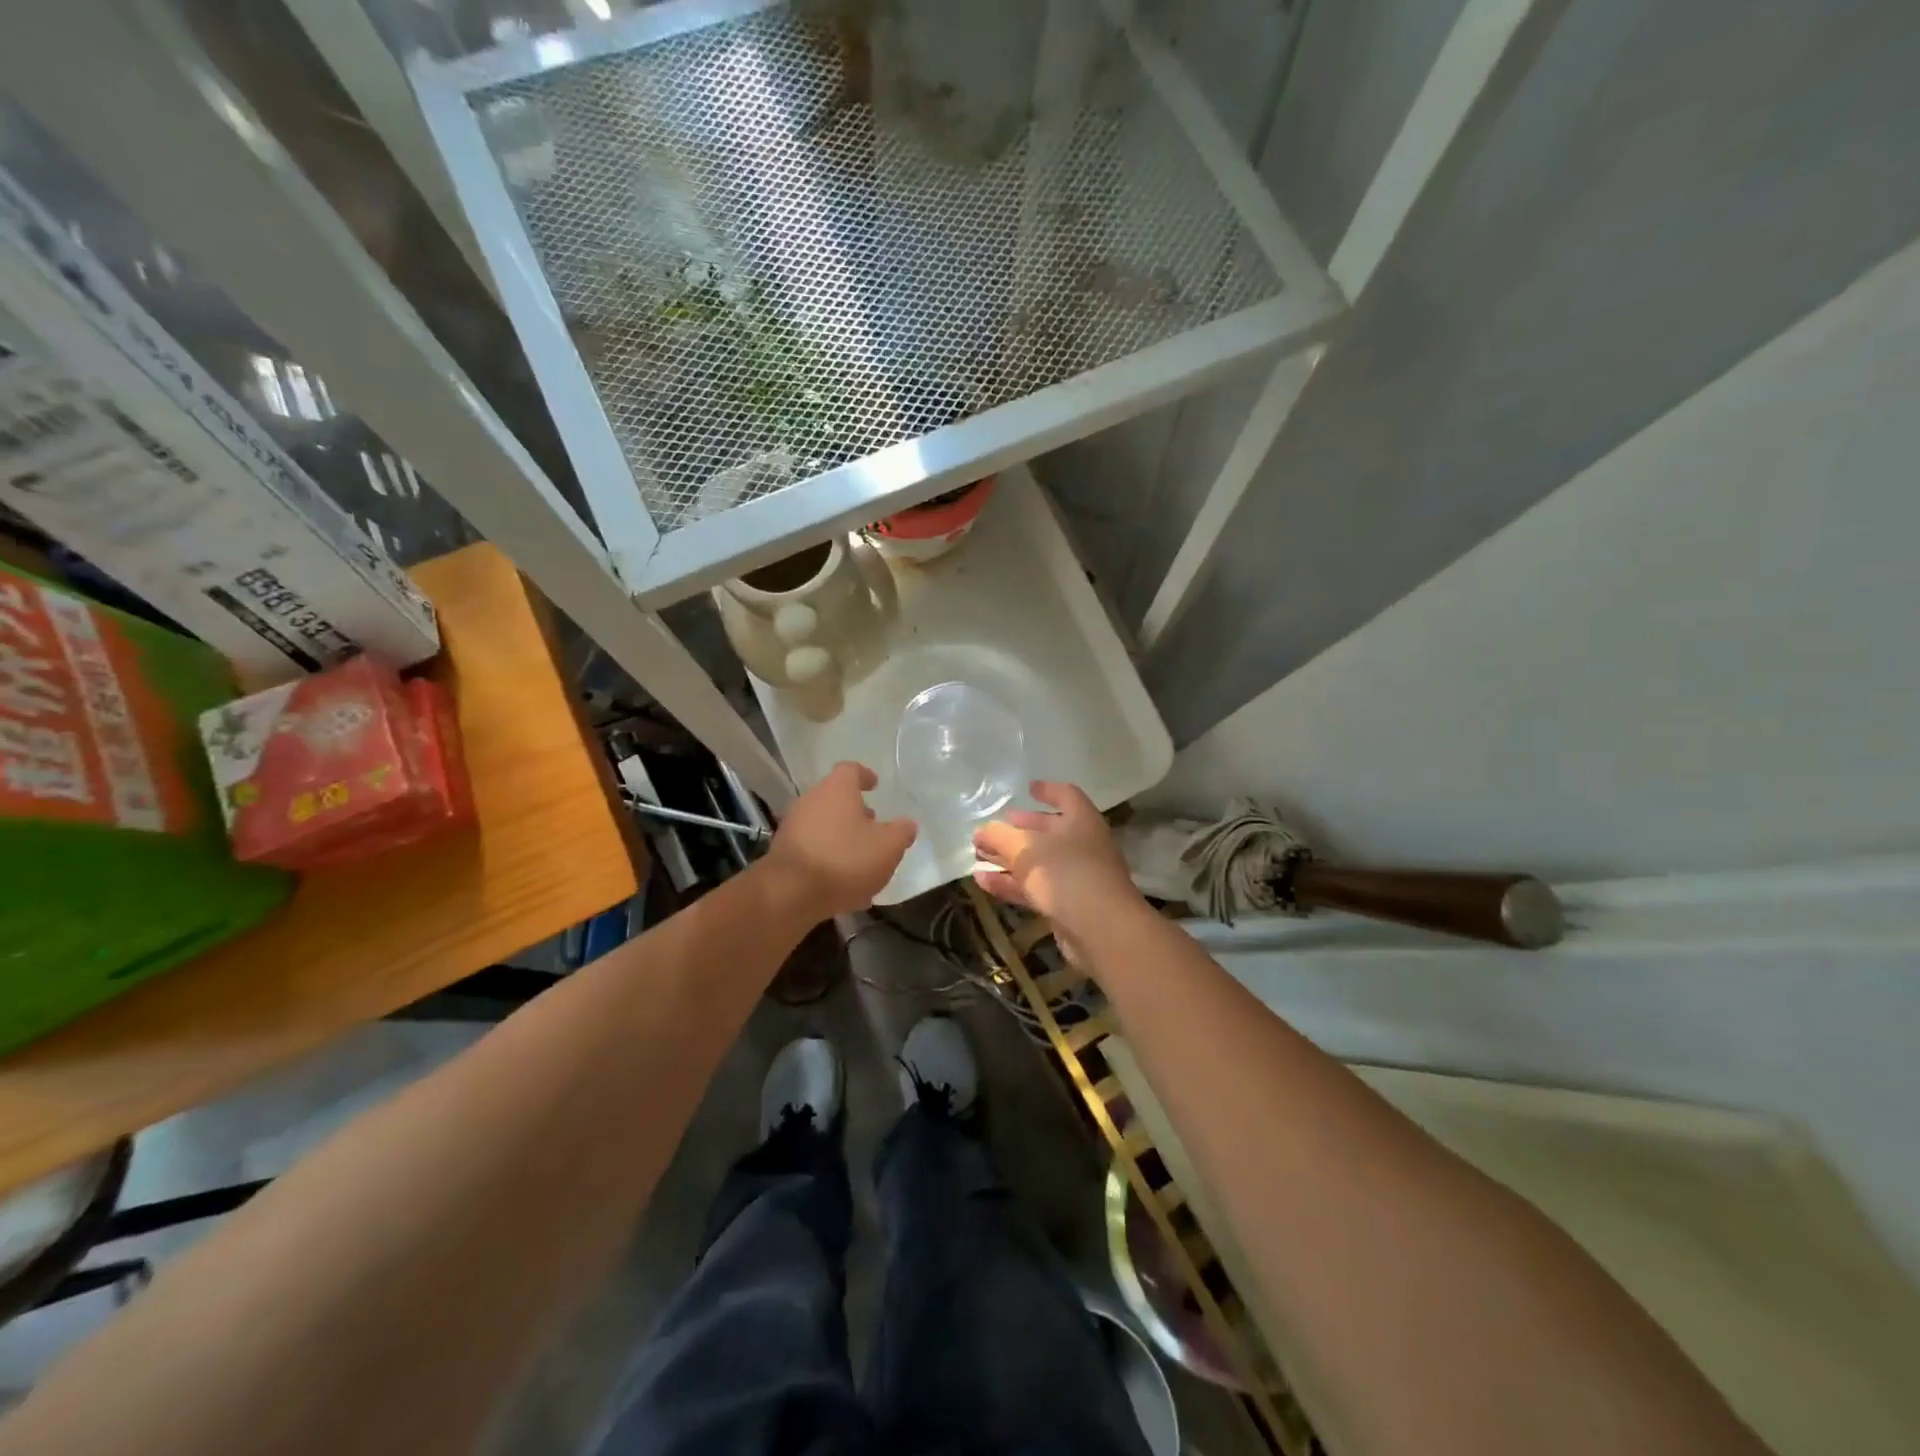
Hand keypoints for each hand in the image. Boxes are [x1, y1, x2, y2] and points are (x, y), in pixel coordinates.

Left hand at [763, 761, 915, 917]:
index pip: (851, 770)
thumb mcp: (888, 847)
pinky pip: (813, 849)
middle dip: (855, 812)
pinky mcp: (783, 853)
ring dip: (842, 838)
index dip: (865, 776)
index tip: (875, 785)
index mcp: (837, 789)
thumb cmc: (845, 859)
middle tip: (873, 827)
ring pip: (824, 825)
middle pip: (835, 798)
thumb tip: (907, 824)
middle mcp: (811, 800)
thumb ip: (901, 832)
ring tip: (861, 861)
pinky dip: (828, 859)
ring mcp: (793, 826)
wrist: (791, 893)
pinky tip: (843, 884)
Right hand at [972, 781, 1142, 951]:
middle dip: (1019, 829)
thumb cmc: (1066, 873)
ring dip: (1009, 858)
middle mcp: (1083, 845)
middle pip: (1049, 830)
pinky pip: (1035, 888)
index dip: (1048, 790)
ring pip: (1038, 862)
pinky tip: (982, 880)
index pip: (1066, 795)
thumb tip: (982, 830)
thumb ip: (1000, 836)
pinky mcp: (1068, 906)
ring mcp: (1077, 877)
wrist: (1101, 930)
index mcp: (1081, 820)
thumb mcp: (1025, 849)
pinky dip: (1011, 882)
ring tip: (978, 855)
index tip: (1028, 788)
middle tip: (993, 828)